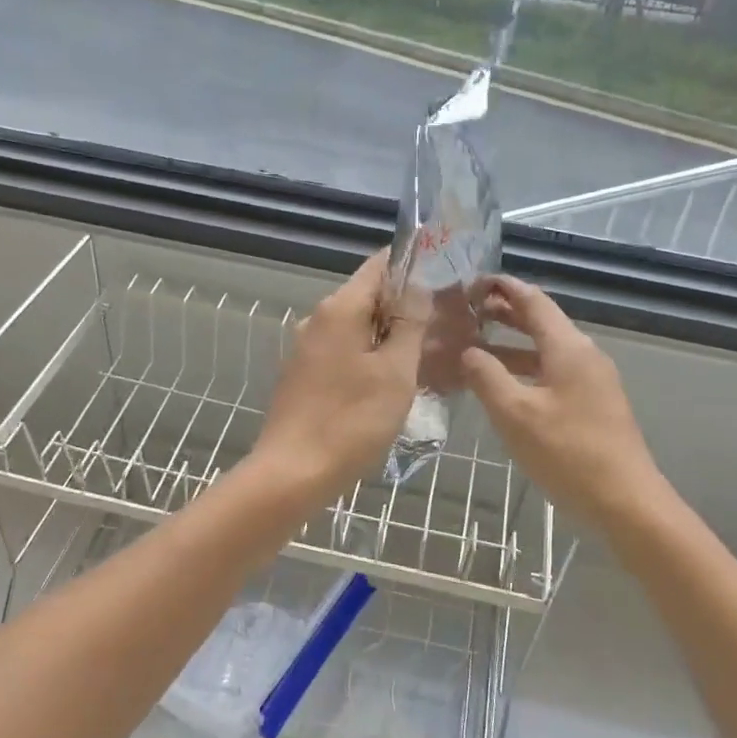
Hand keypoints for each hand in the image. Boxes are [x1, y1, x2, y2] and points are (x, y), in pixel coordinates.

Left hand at [251, 250, 426, 505]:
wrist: (292, 473)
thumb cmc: (351, 420)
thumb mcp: (395, 372)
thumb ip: (409, 324)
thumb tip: (418, 287)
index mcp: (340, 309)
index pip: (380, 265)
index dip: (412, 264)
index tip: (444, 275)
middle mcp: (318, 318)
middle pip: (368, 296)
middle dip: (405, 304)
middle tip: (445, 322)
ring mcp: (306, 347)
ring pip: (356, 327)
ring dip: (388, 334)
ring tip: (425, 353)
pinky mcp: (302, 373)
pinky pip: (343, 351)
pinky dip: (368, 355)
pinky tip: (390, 380)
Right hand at [460, 275, 661, 523]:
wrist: (627, 502)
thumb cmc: (568, 453)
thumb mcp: (515, 414)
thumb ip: (486, 376)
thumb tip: (468, 351)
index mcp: (568, 347)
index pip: (533, 300)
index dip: (503, 287)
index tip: (473, 283)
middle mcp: (584, 354)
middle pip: (542, 322)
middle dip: (506, 313)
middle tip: (469, 312)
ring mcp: (593, 380)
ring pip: (547, 349)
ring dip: (513, 344)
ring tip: (478, 346)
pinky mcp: (594, 404)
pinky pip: (554, 372)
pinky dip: (527, 368)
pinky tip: (505, 385)